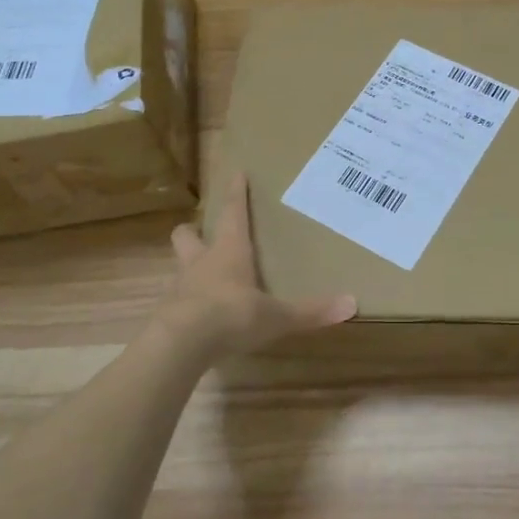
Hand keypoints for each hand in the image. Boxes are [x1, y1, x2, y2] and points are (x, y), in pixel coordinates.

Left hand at [157, 173, 356, 361]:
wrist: (179, 345)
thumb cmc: (231, 315)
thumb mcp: (276, 316)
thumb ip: (311, 311)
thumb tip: (352, 303)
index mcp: (229, 251)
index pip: (233, 213)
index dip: (236, 193)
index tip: (235, 172)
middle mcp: (201, 263)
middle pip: (187, 235)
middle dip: (194, 230)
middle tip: (203, 231)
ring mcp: (180, 288)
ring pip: (180, 265)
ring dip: (189, 265)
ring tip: (202, 274)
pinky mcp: (167, 314)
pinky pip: (177, 299)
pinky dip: (186, 301)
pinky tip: (198, 314)